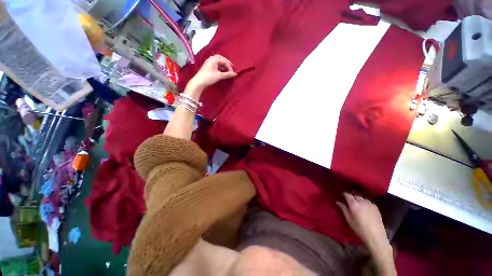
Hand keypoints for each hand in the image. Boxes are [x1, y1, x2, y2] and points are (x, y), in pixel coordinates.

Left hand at [187, 55, 236, 90]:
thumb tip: (235, 74)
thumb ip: (227, 74)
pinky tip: (222, 72)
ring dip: (223, 66)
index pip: (224, 61)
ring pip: (218, 62)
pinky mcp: (208, 67)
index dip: (229, 67)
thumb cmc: (209, 77)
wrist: (199, 82)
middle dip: (226, 63)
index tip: (232, 73)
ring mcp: (209, 62)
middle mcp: (211, 59)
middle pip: (221, 59)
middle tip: (231, 68)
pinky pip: (215, 65)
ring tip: (227, 71)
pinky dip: (220, 68)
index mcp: (214, 59)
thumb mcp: (219, 76)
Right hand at [336, 193, 389, 254]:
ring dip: (358, 199)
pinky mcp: (376, 207)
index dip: (344, 194)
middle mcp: (362, 202)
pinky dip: (364, 202)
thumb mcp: (349, 220)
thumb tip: (338, 202)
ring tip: (357, 204)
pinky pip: (368, 201)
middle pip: (355, 195)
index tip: (341, 195)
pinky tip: (364, 207)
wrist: (376, 236)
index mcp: (354, 204)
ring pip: (362, 197)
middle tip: (348, 201)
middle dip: (351, 197)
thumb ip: (343, 209)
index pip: (347, 195)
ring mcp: (370, 204)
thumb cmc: (360, 229)